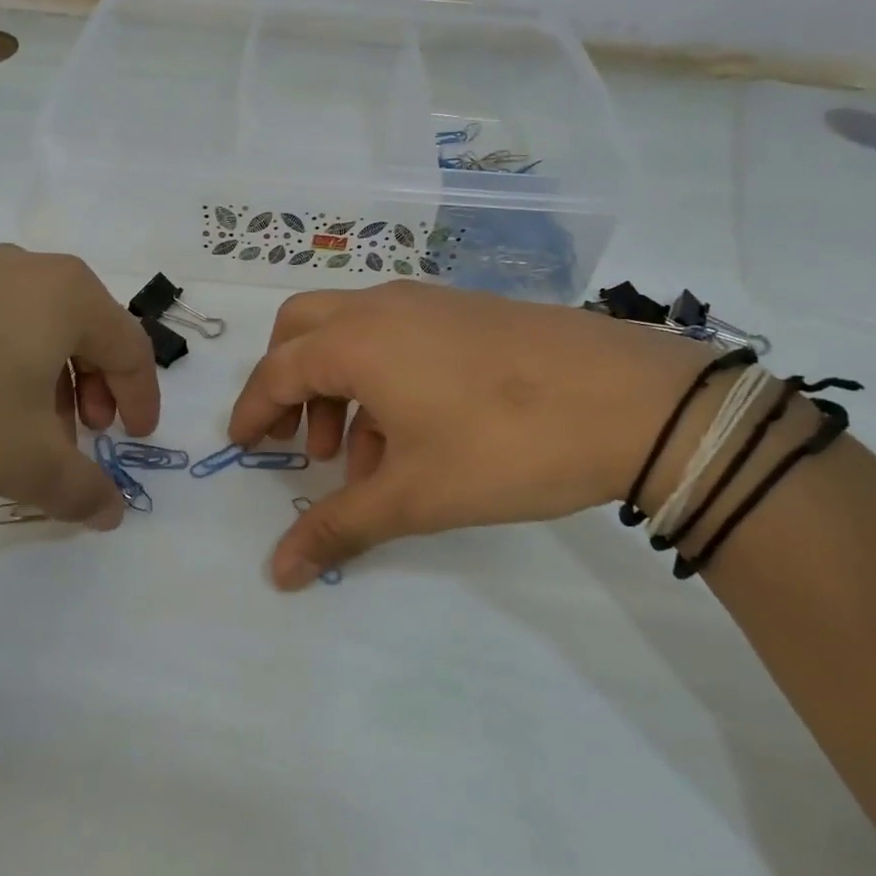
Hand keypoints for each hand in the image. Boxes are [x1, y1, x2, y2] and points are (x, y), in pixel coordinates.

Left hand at [0, 245, 160, 525]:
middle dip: (90, 390)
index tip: (135, 441)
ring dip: (42, 381)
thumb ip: (82, 490)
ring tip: (19, 431)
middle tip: (80, 436)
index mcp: (66, 294)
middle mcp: (20, 268)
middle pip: (82, 332)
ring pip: (28, 328)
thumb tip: (111, 514)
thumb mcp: (26, 463)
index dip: (142, 398)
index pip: (130, 347)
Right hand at [228, 281, 709, 586]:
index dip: (251, 411)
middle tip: (293, 440)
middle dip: (286, 382)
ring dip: (337, 387)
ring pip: (353, 332)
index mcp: (356, 340)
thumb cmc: (504, 446)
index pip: (277, 370)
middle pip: (303, 329)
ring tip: (359, 456)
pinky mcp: (469, 312)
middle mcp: (383, 307)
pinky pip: (399, 336)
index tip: (241, 446)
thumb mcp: (413, 496)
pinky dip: (381, 377)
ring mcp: (430, 302)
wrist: (634, 402)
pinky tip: (412, 436)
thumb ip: (338, 528)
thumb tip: (276, 573)